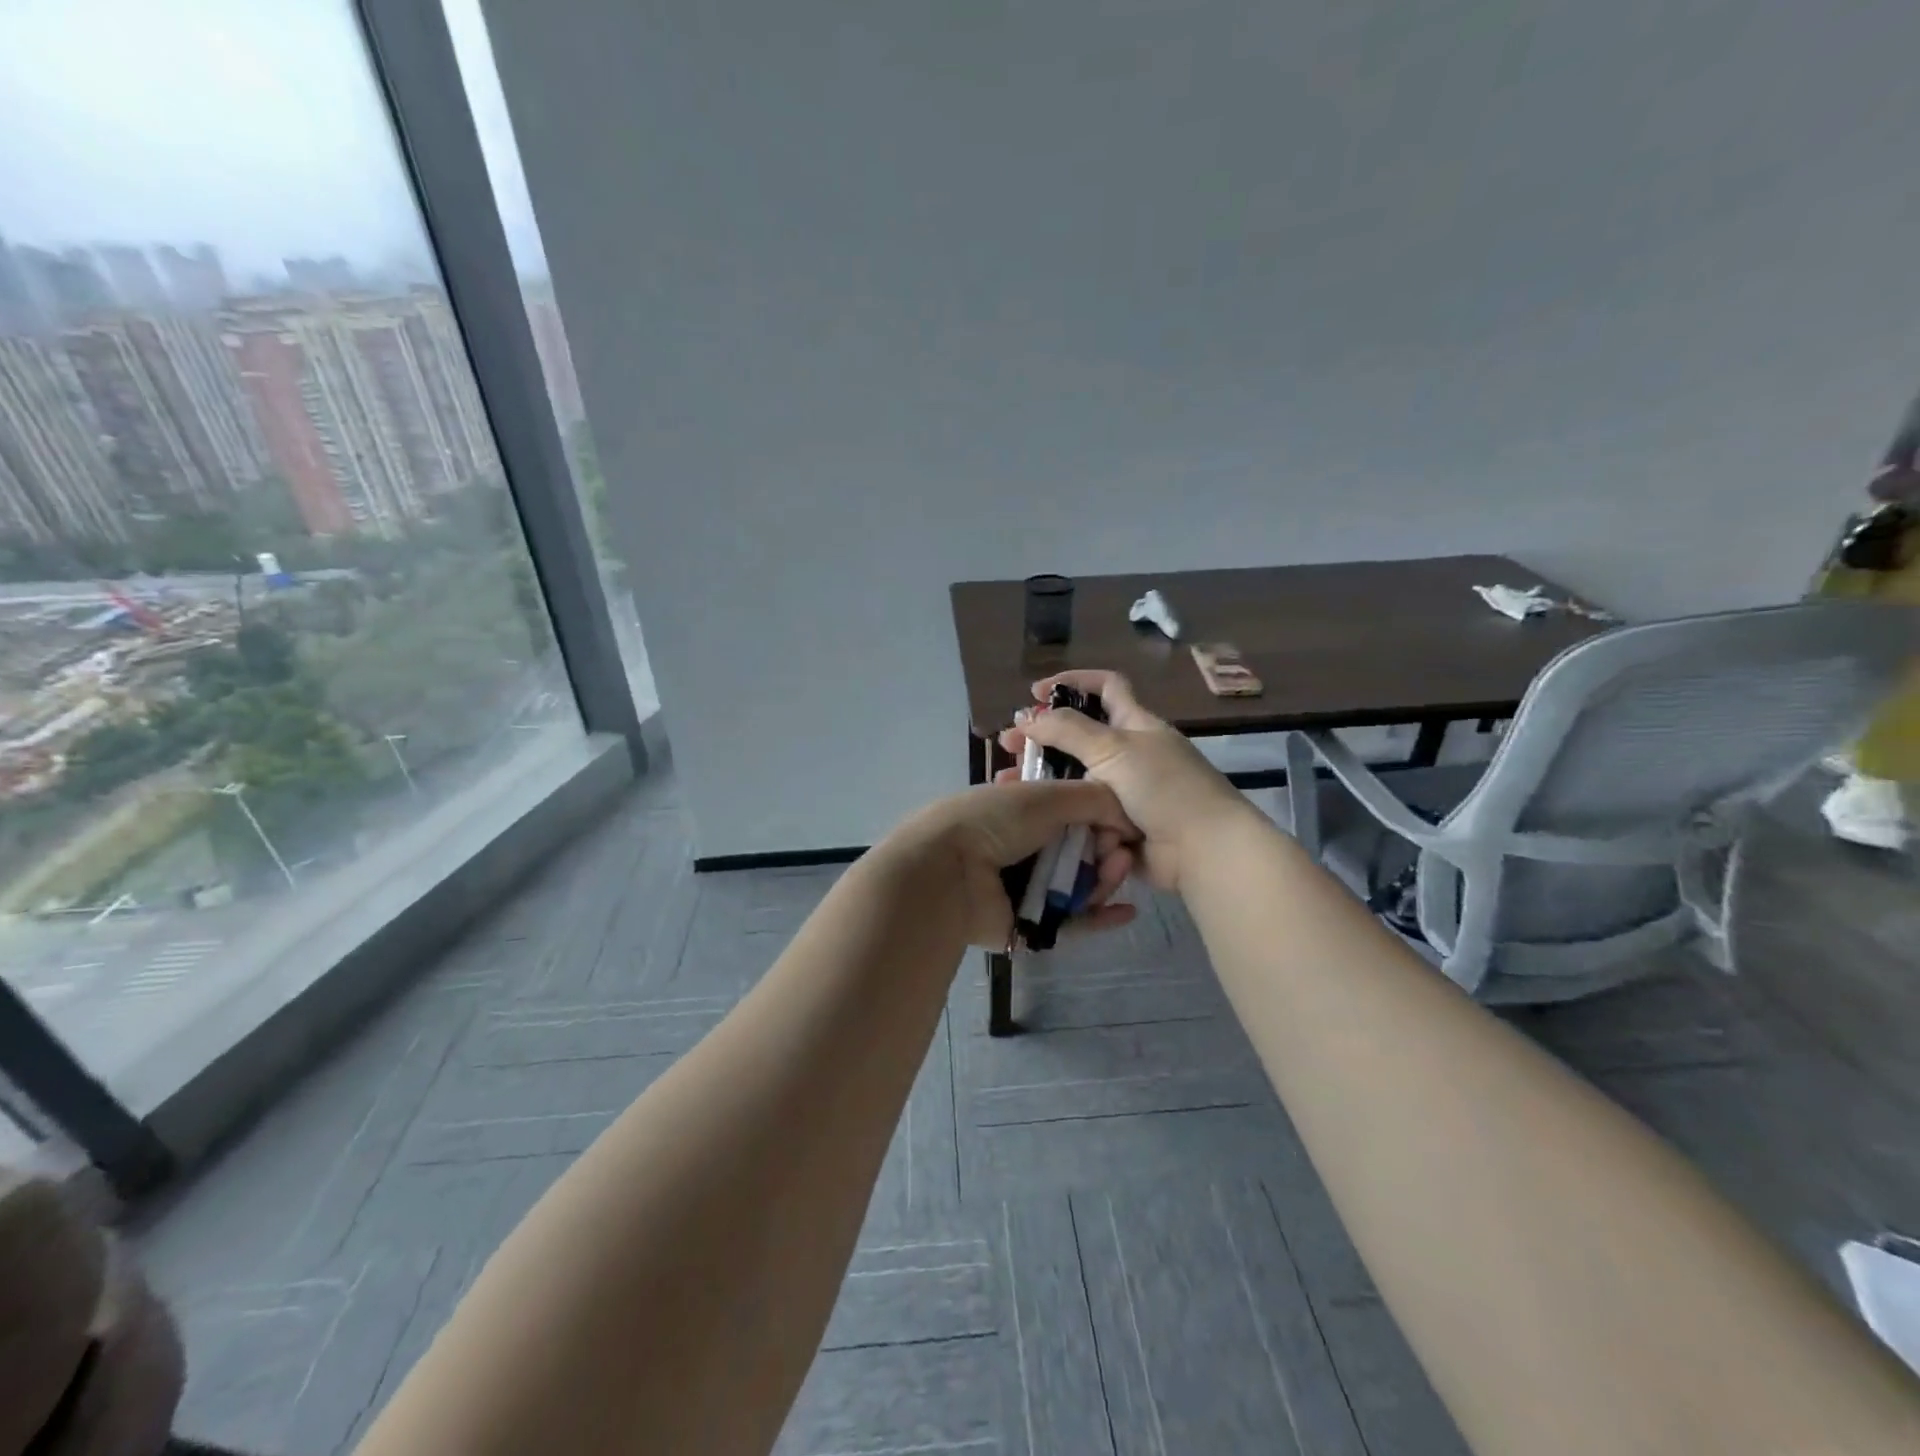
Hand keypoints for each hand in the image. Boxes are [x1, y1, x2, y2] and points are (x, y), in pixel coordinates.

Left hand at [888, 778, 1140, 949]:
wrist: (946, 873)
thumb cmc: (993, 822)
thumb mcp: (1045, 795)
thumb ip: (1093, 798)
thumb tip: (1128, 817)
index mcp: (1021, 810)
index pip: (1072, 812)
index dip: (1100, 817)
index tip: (1119, 821)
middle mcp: (1024, 847)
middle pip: (1080, 850)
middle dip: (1107, 849)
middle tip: (1120, 853)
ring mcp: (1026, 887)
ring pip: (1080, 886)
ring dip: (1105, 879)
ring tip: (1116, 872)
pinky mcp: (1029, 925)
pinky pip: (1071, 922)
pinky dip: (1098, 917)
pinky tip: (1126, 911)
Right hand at [997, 670, 1250, 892]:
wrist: (1202, 850)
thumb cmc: (1164, 787)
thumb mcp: (1114, 748)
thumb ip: (1068, 729)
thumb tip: (1029, 718)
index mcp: (1136, 724)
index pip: (1106, 687)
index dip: (1073, 681)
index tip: (1036, 692)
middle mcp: (1130, 754)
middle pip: (1080, 738)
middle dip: (1043, 740)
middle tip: (1009, 747)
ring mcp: (1125, 793)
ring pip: (1075, 781)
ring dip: (1044, 781)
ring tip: (1009, 786)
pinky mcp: (1119, 826)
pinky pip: (1082, 816)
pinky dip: (1063, 815)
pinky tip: (1033, 816)